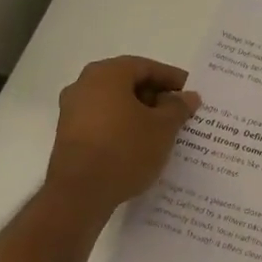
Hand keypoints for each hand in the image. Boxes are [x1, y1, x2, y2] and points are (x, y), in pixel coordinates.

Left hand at [45, 56, 201, 209]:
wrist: (79, 194)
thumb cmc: (125, 150)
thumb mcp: (163, 128)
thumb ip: (178, 107)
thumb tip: (188, 96)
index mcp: (107, 74)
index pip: (146, 67)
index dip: (172, 79)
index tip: (191, 94)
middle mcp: (84, 85)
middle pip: (128, 83)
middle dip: (157, 97)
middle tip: (181, 112)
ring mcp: (72, 111)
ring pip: (116, 104)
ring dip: (141, 113)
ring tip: (165, 131)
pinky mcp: (69, 135)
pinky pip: (104, 122)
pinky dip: (124, 127)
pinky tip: (142, 145)